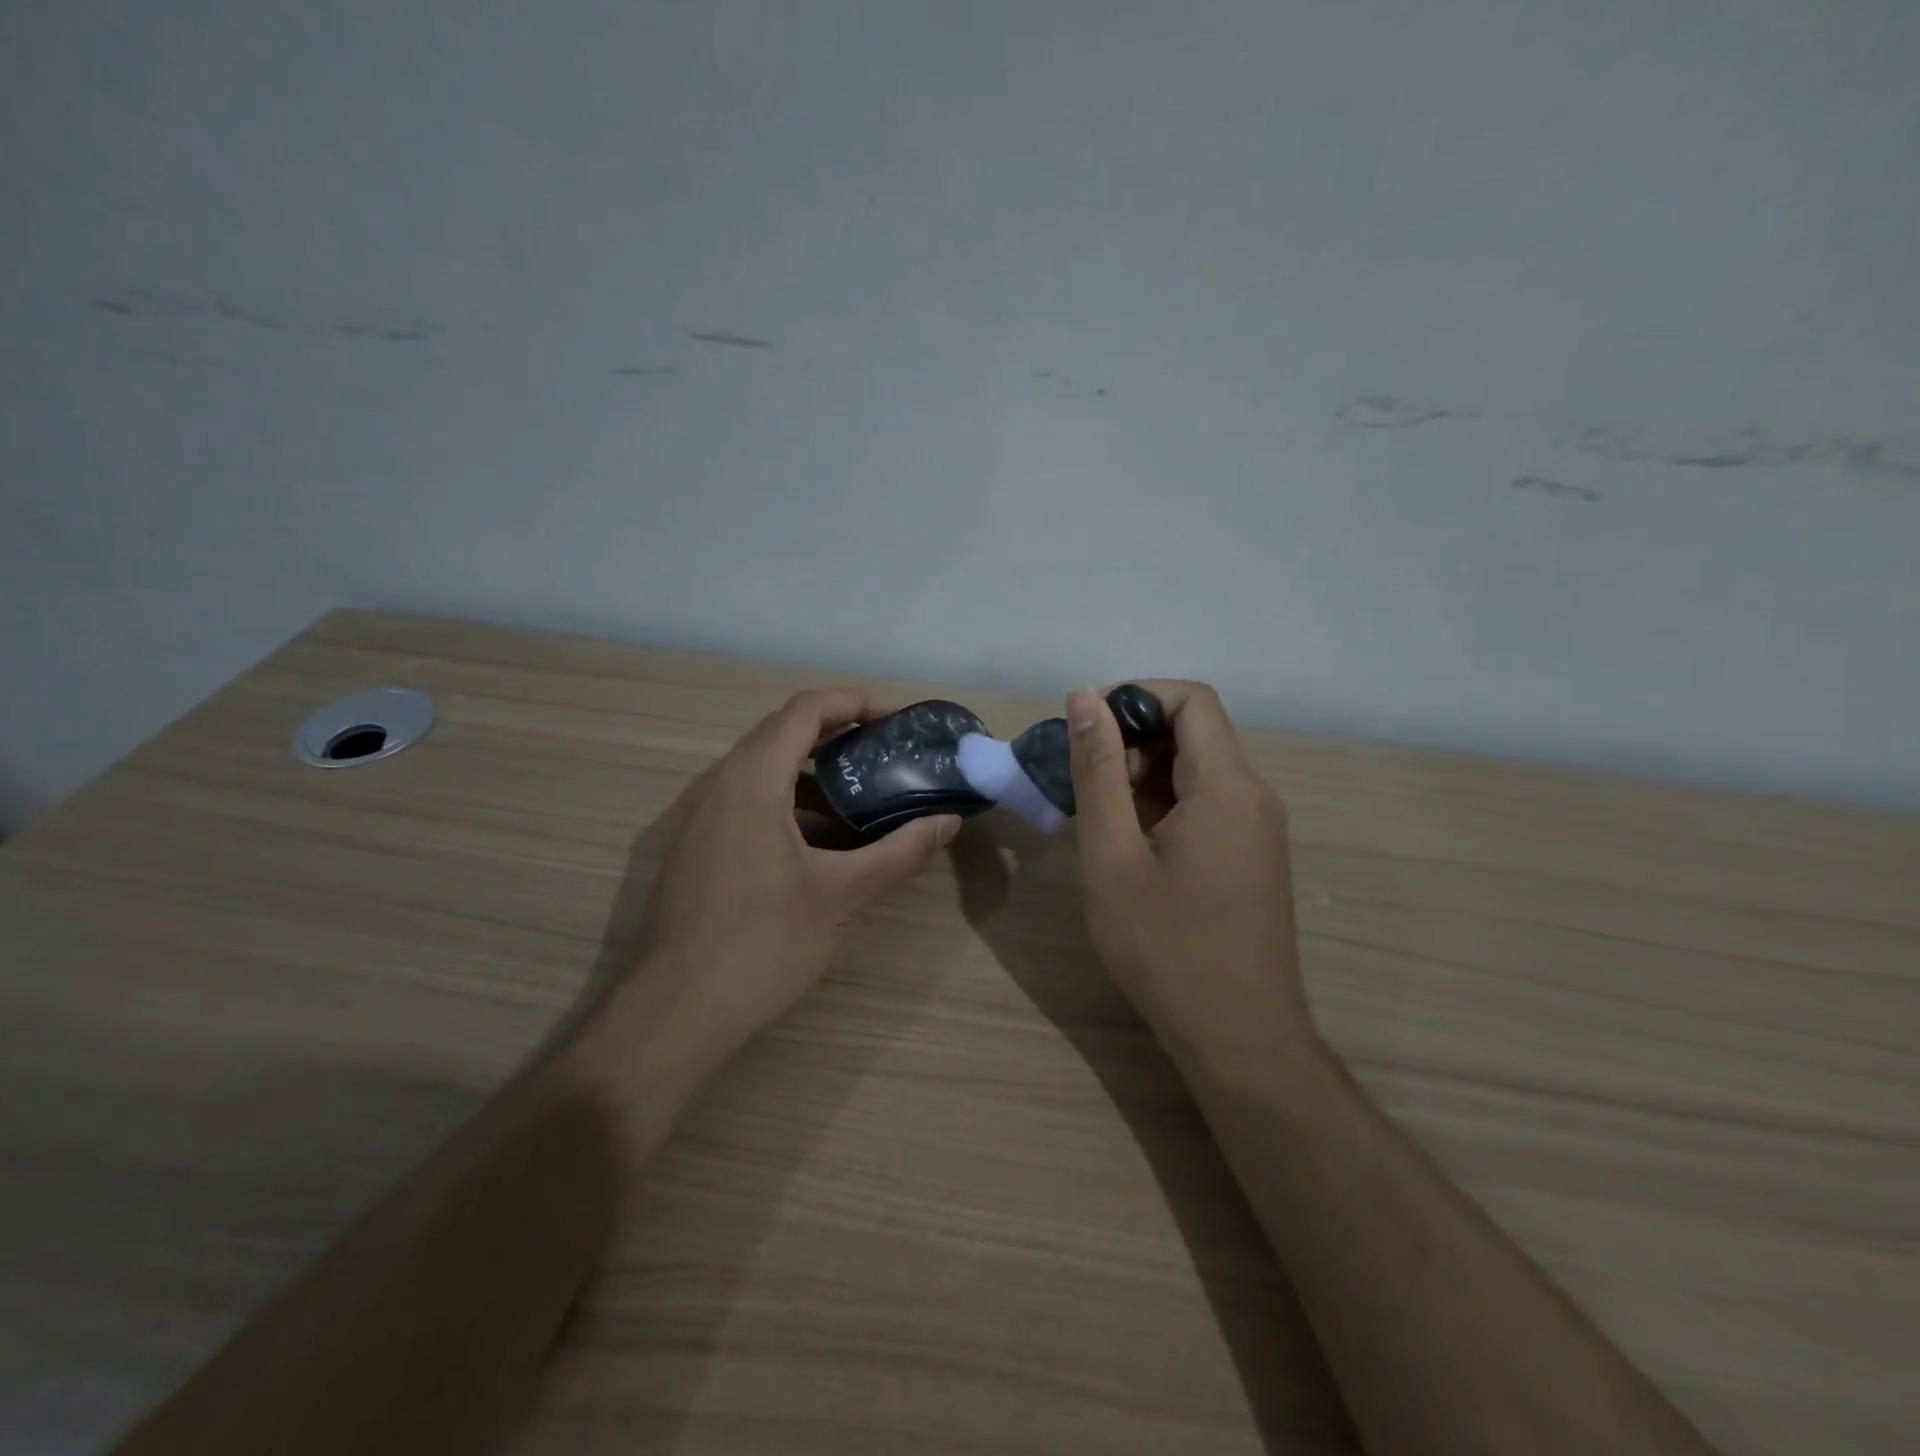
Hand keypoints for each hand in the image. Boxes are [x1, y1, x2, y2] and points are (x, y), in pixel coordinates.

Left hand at [638, 690, 959, 1055]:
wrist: (675, 1012)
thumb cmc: (761, 943)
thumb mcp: (840, 893)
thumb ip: (897, 852)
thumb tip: (948, 824)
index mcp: (751, 780)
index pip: (805, 710)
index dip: (855, 703)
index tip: (898, 720)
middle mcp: (719, 784)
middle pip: (782, 732)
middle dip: (839, 734)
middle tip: (888, 753)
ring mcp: (701, 817)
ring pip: (763, 769)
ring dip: (814, 771)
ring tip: (864, 793)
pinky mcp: (697, 846)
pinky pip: (748, 800)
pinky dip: (790, 801)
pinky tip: (823, 838)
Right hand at [1066, 682, 1315, 1071]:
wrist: (1237, 1036)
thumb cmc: (1165, 945)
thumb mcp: (1112, 854)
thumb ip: (1098, 770)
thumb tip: (1086, 698)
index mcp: (1227, 785)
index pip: (1191, 700)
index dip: (1136, 696)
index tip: (1087, 727)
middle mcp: (1253, 796)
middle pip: (1194, 733)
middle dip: (1133, 741)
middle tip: (1082, 782)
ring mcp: (1257, 830)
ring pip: (1197, 772)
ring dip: (1144, 777)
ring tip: (1098, 818)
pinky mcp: (1251, 857)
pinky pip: (1207, 806)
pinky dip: (1163, 806)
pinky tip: (1129, 846)